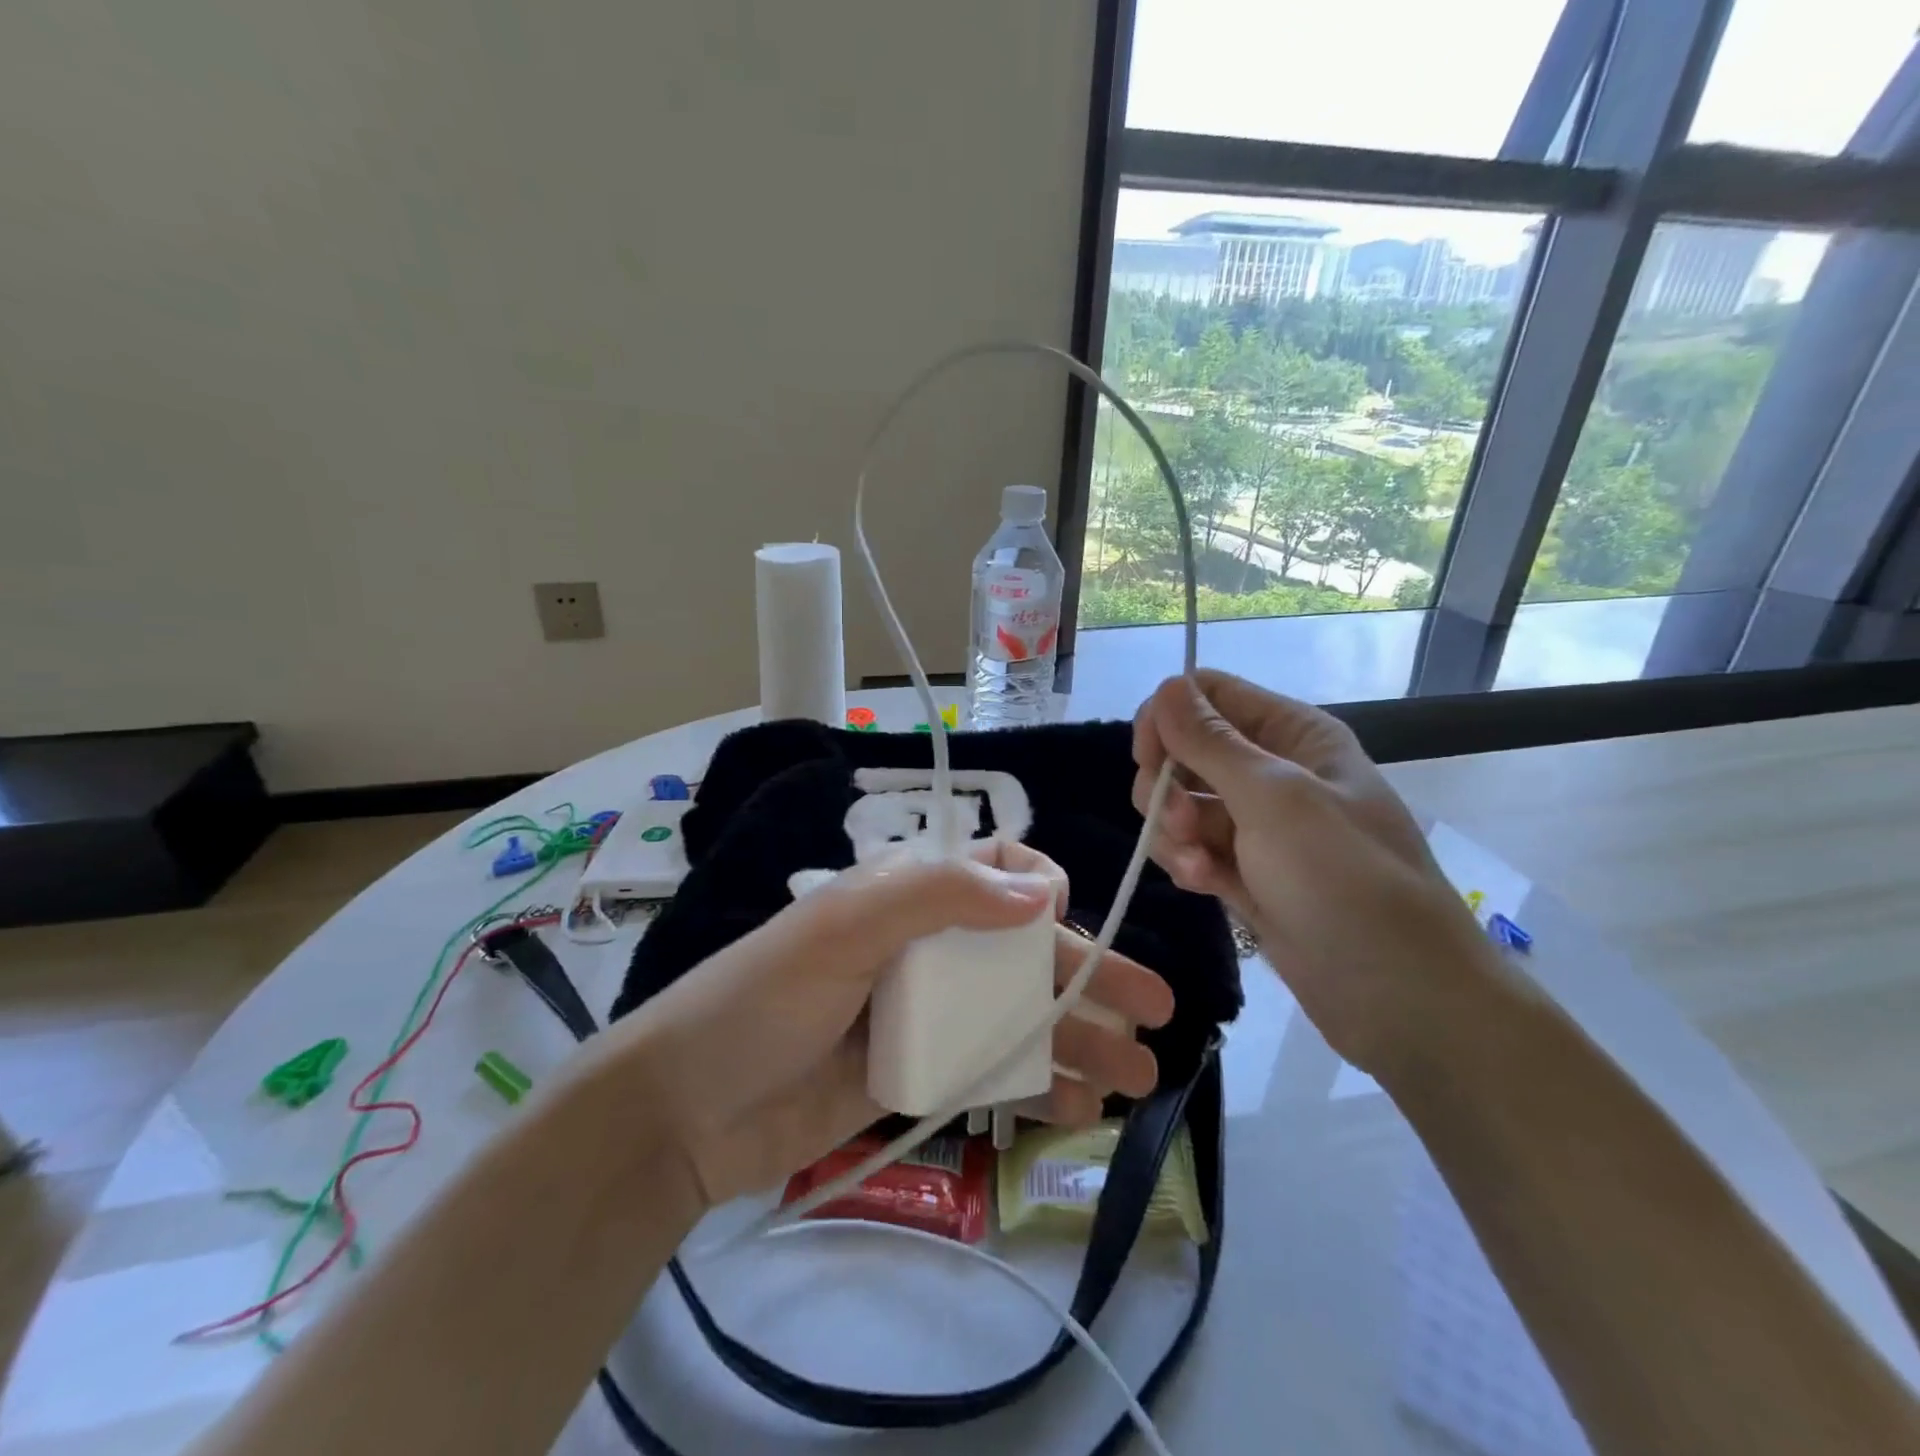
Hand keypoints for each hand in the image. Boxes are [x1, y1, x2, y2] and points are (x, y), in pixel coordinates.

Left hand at [602, 842, 1173, 1209]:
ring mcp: (927, 1014)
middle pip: (1025, 951)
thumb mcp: (842, 928)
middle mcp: (927, 946)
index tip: (1060, 922)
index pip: (994, 872)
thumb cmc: (763, 1000)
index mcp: (907, 896)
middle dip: (1092, 974)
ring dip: (1081, 1039)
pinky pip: (994, 1070)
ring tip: (1140, 1074)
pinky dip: (1039, 1084)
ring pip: (1021, 1015)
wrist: (688, 1112)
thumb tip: (1042, 891)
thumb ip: (938, 897)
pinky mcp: (921, 1074)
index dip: (1040, 888)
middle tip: (1159, 1007)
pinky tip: (1081, 1110)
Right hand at [1131, 670, 1499, 1075]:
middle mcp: (1273, 772)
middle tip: (1179, 821)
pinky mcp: (1246, 873)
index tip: (1148, 756)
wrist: (1400, 996)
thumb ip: (1211, 742)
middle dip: (1168, 784)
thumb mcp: (1274, 799)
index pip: (1209, 695)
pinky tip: (1206, 888)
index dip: (1169, 716)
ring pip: (1181, 804)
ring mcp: (1258, 826)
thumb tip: (1167, 685)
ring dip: (1174, 831)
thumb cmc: (1344, 880)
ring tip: (1196, 865)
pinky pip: (1194, 849)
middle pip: (1185, 750)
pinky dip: (1190, 864)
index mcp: (1293, 735)